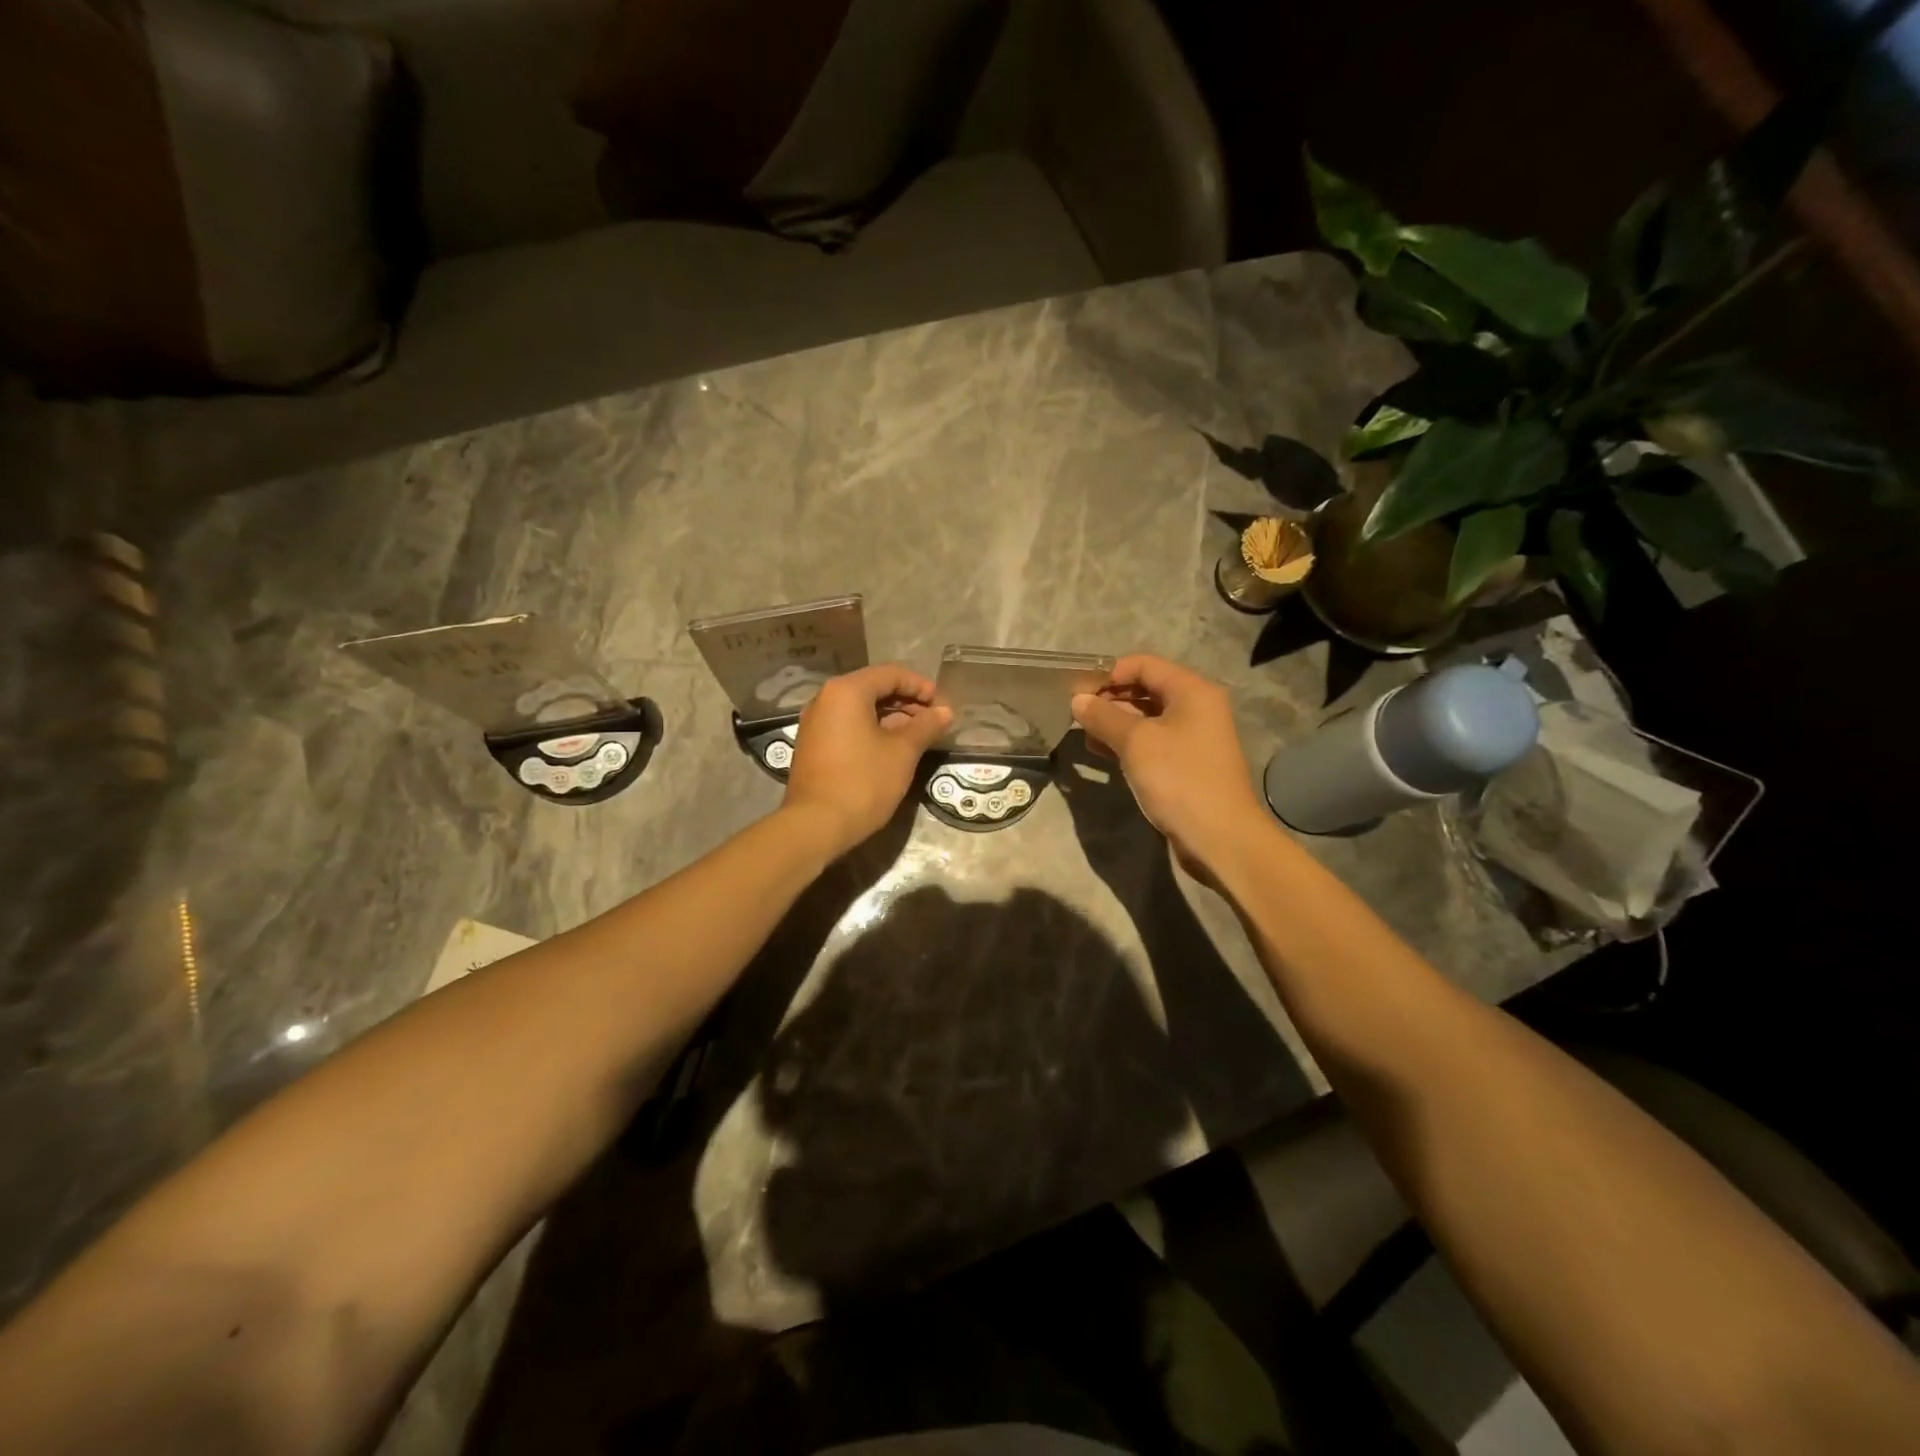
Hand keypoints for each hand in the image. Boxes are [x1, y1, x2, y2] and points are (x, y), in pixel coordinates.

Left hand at [782, 664, 951, 854]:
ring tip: (919, 737)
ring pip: (861, 708)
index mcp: (847, 691)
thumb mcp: (902, 753)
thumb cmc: (863, 782)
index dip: (922, 686)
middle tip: (935, 722)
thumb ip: (926, 726)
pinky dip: (873, 730)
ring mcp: (816, 722)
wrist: (815, 825)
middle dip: (908, 702)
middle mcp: (826, 698)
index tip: (943, 706)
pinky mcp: (814, 744)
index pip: (892, 674)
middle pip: (875, 688)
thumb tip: (945, 712)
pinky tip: (893, 749)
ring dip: (893, 718)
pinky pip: (848, 725)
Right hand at [1072, 655, 1268, 875]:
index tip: (1079, 692)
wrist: (1220, 837)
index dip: (1109, 674)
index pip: (1144, 664)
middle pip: (1146, 689)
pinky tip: (1102, 753)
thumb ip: (1104, 717)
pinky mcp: (1187, 763)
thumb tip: (1077, 700)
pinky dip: (1128, 743)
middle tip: (1076, 714)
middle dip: (1110, 699)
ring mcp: (1193, 737)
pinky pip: (1153, 742)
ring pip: (1147, 718)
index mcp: (1191, 690)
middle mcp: (1196, 707)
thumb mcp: (1135, 743)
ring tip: (1084, 734)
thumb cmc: (1179, 779)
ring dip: (1115, 723)